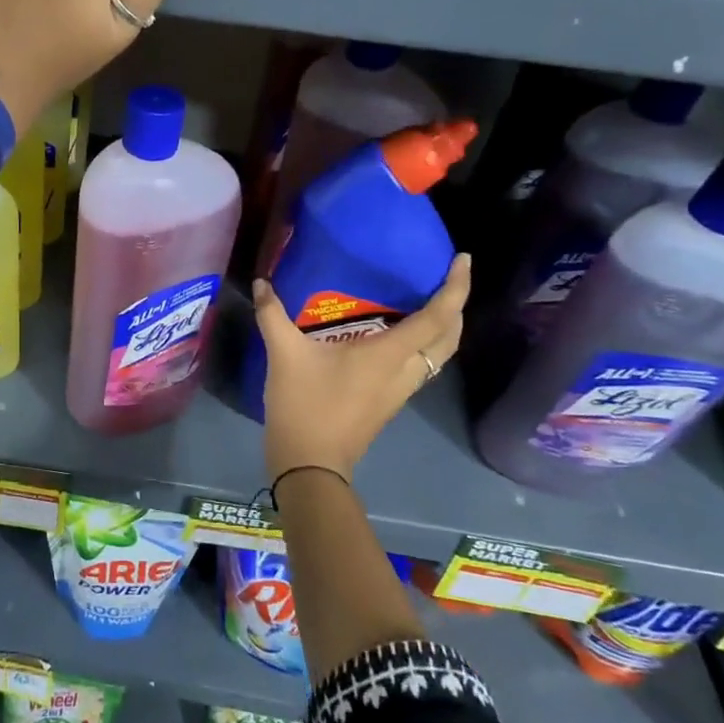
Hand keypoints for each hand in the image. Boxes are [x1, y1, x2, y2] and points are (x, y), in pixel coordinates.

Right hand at [251, 255, 470, 480]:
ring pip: (439, 354)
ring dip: (443, 328)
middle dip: (456, 306)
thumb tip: (261, 283)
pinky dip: (423, 344)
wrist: (310, 462)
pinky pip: (421, 365)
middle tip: (444, 278)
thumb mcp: (285, 354)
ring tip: (426, 301)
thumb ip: (272, 315)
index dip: (456, 288)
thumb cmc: (305, 404)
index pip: (438, 317)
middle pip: (450, 337)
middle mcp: (405, 370)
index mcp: (389, 354)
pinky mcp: (389, 401)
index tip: (463, 260)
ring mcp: (400, 389)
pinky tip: (396, 335)